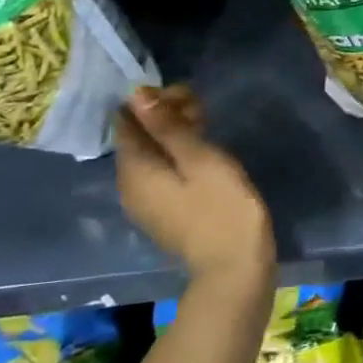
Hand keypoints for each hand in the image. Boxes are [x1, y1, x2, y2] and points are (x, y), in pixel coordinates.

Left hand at [117, 85, 273, 282]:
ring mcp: (145, 204)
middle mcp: (130, 186)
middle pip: (139, 140)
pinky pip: (162, 176)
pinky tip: (204, 156)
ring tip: (207, 126)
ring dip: (174, 137)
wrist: (235, 267)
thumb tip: (136, 95)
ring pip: (152, 158)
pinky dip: (177, 158)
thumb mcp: (200, 159)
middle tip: (202, 107)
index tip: (187, 94)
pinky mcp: (164, 215)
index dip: (152, 102)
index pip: (128, 122)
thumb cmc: (222, 207)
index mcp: (134, 169)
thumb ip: (168, 127)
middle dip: (164, 118)